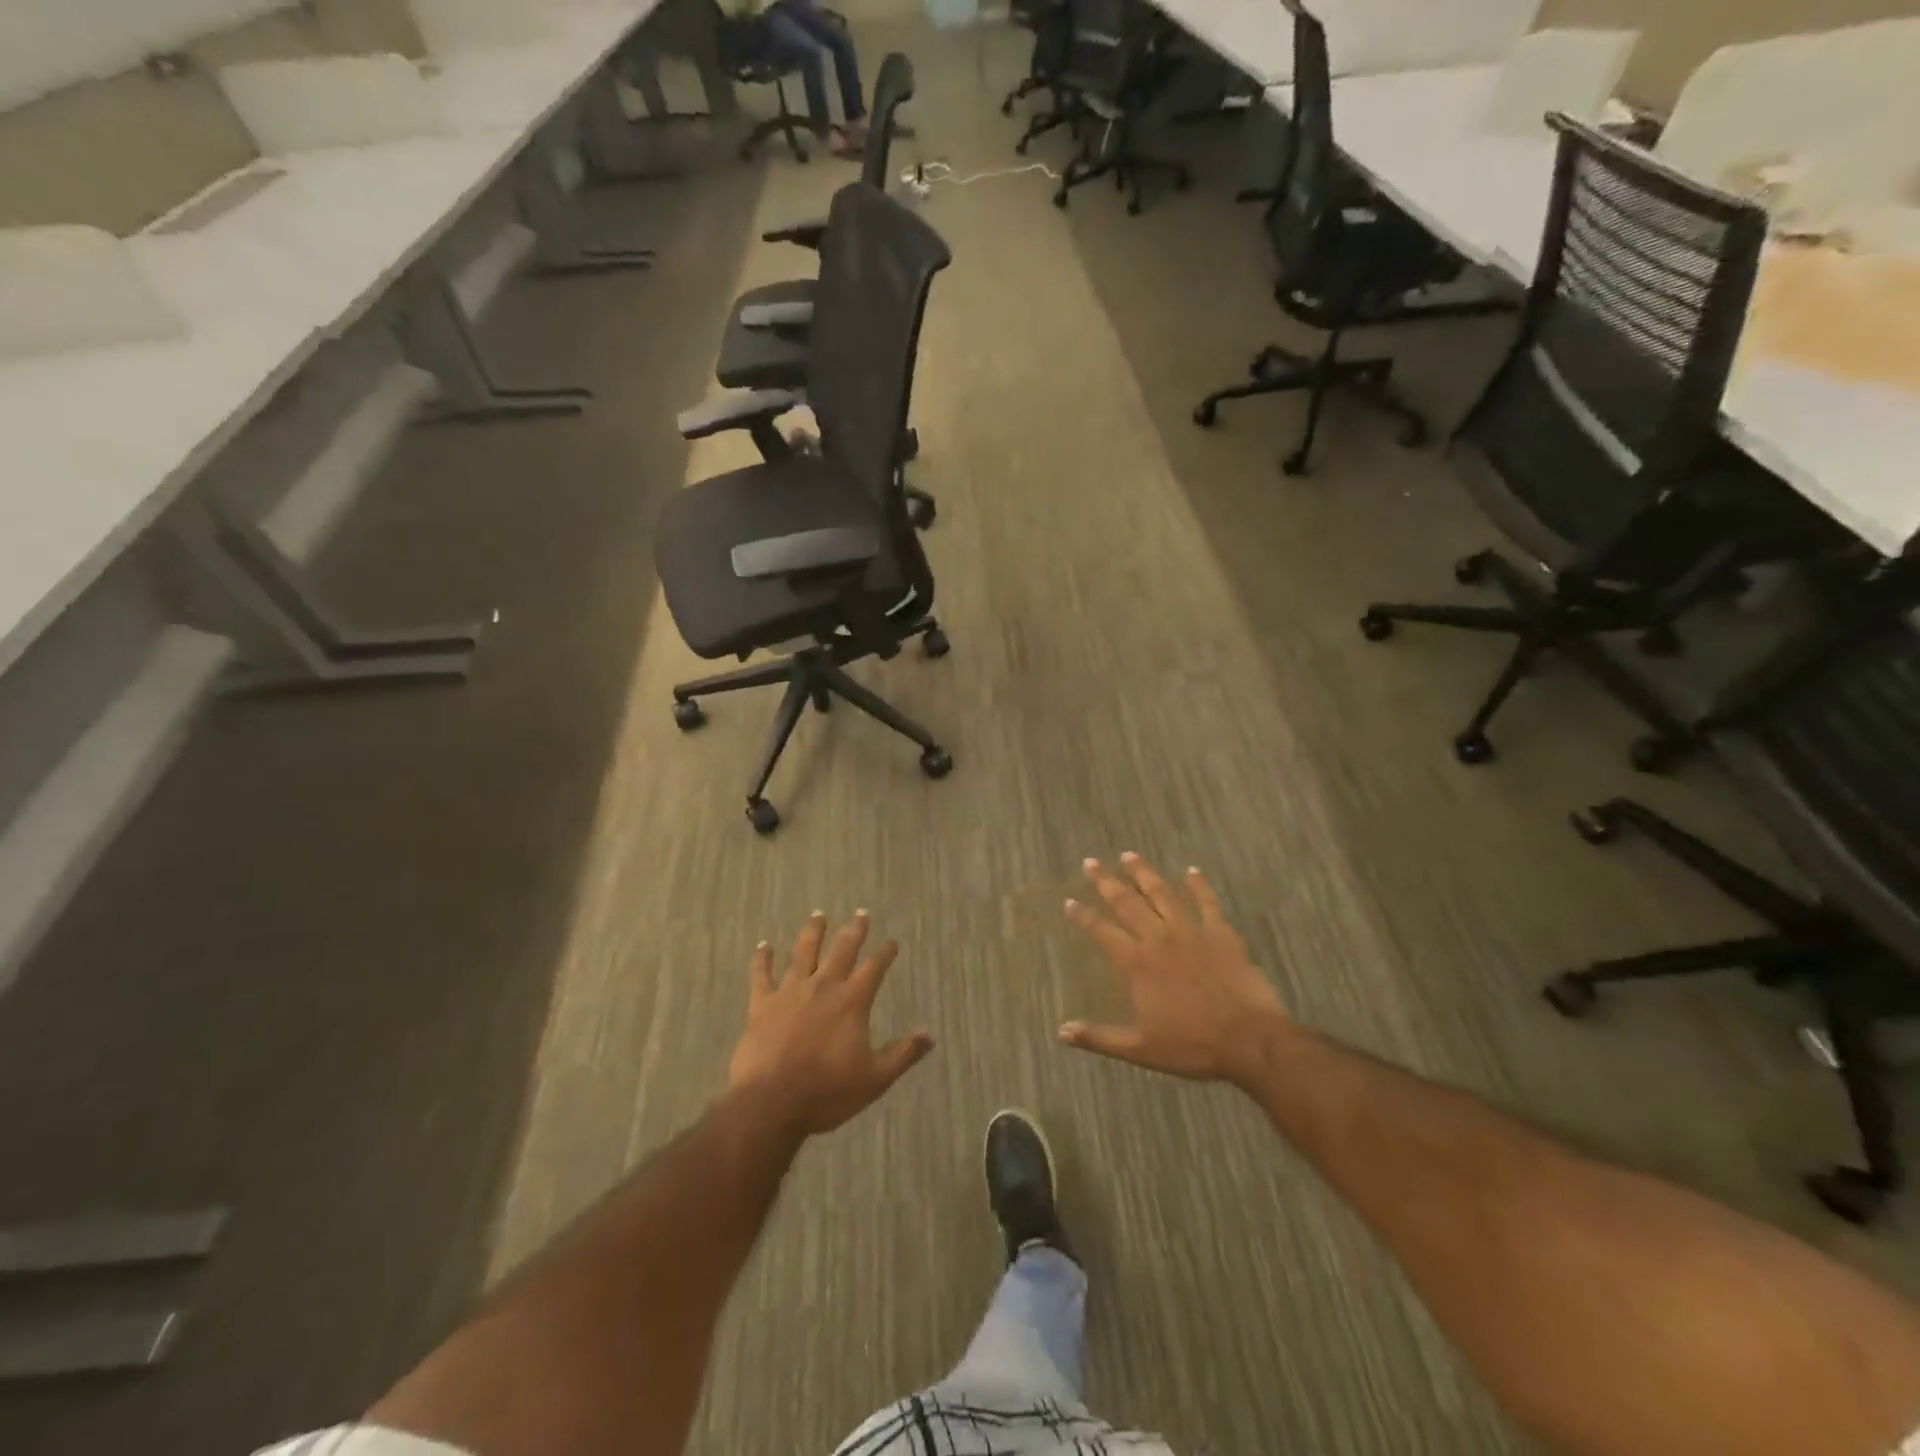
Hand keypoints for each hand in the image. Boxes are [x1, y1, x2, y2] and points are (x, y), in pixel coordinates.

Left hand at [728, 910, 933, 1137]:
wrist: (770, 1102)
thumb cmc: (827, 1092)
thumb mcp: (875, 1078)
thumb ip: (903, 1054)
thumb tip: (930, 1034)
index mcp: (852, 1001)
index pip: (874, 968)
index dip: (885, 953)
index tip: (892, 942)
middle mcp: (824, 986)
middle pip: (842, 950)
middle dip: (854, 930)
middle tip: (860, 913)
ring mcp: (790, 992)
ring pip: (804, 952)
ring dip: (813, 932)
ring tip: (818, 915)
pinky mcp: (762, 1004)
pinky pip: (762, 975)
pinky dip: (763, 959)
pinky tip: (763, 946)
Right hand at [1061, 854, 1289, 1088]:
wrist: (1249, 1040)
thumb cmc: (1192, 1046)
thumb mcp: (1140, 1048)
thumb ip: (1099, 1037)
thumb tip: (1061, 1032)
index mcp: (1137, 963)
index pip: (1101, 932)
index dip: (1082, 917)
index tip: (1068, 902)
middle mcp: (1159, 939)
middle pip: (1127, 903)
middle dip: (1106, 882)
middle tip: (1091, 862)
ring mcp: (1192, 932)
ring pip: (1162, 894)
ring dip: (1143, 873)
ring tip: (1129, 855)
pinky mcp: (1221, 933)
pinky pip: (1207, 902)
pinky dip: (1199, 885)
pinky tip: (1192, 871)